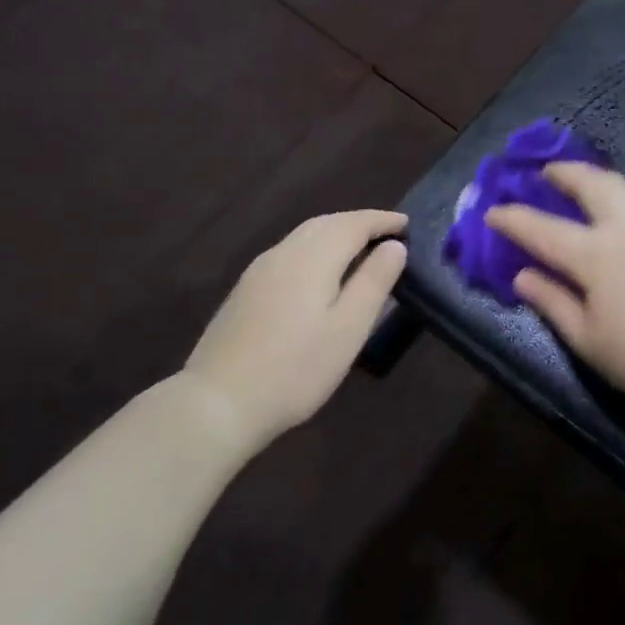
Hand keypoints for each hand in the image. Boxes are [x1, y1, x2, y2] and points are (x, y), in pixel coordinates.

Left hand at [182, 211, 407, 452]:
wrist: (217, 403)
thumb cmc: (295, 369)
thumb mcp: (349, 329)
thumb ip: (374, 282)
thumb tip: (394, 247)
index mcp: (313, 257)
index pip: (354, 224)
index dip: (382, 221)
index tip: (407, 224)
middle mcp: (284, 253)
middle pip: (327, 223)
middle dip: (359, 223)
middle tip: (387, 233)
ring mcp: (259, 270)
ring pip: (305, 236)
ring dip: (336, 233)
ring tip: (360, 249)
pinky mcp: (246, 290)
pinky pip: (290, 252)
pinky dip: (315, 249)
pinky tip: (320, 273)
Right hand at [486, 165, 624, 421]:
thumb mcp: (586, 339)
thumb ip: (552, 302)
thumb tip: (522, 275)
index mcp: (594, 255)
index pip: (543, 229)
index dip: (514, 219)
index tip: (492, 211)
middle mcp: (624, 228)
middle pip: (590, 185)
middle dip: (563, 173)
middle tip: (546, 171)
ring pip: (621, 185)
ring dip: (595, 176)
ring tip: (582, 178)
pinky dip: (619, 191)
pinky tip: (618, 205)